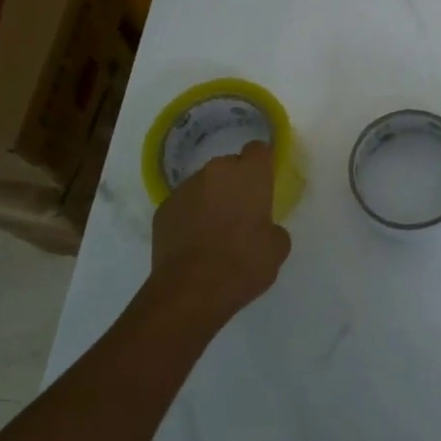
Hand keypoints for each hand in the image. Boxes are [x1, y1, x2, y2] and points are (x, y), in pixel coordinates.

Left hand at [148, 141, 292, 323]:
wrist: (191, 290)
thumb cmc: (244, 263)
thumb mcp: (277, 247)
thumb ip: (272, 227)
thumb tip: (263, 228)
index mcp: (249, 174)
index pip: (258, 150)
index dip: (262, 164)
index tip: (264, 183)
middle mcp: (215, 172)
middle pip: (228, 167)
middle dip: (235, 184)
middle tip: (241, 213)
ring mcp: (184, 189)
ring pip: (203, 186)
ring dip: (210, 200)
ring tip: (213, 232)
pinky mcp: (162, 210)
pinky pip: (182, 206)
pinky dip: (189, 217)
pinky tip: (193, 243)